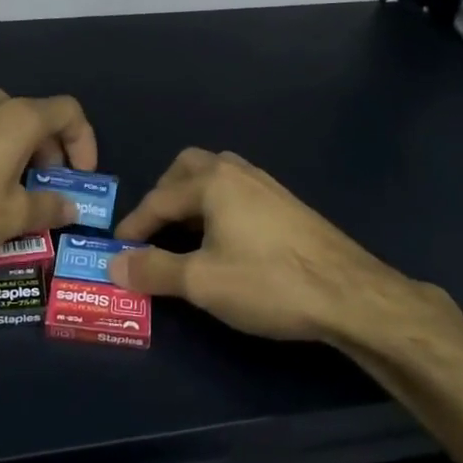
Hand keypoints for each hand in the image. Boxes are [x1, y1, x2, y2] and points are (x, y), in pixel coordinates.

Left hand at [0, 89, 98, 259]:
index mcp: (21, 118)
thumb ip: (49, 208)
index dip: (84, 142)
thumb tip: (70, 208)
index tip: (80, 177)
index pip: (69, 112)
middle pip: (37, 117)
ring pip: (4, 125)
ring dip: (19, 152)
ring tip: (14, 190)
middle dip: (51, 152)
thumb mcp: (14, 215)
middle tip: (48, 189)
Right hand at [111, 148, 424, 342]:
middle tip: (154, 230)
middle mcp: (238, 172)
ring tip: (185, 234)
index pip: (158, 199)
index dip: (134, 226)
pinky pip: (238, 191)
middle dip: (164, 196)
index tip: (116, 251)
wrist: (350, 294)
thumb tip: (113, 266)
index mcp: (212, 181)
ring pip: (216, 176)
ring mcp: (267, 185)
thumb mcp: (202, 282)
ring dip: (192, 199)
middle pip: (187, 168)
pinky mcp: (287, 204)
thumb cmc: (268, 282)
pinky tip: (225, 240)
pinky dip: (217, 206)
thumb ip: (154, 270)